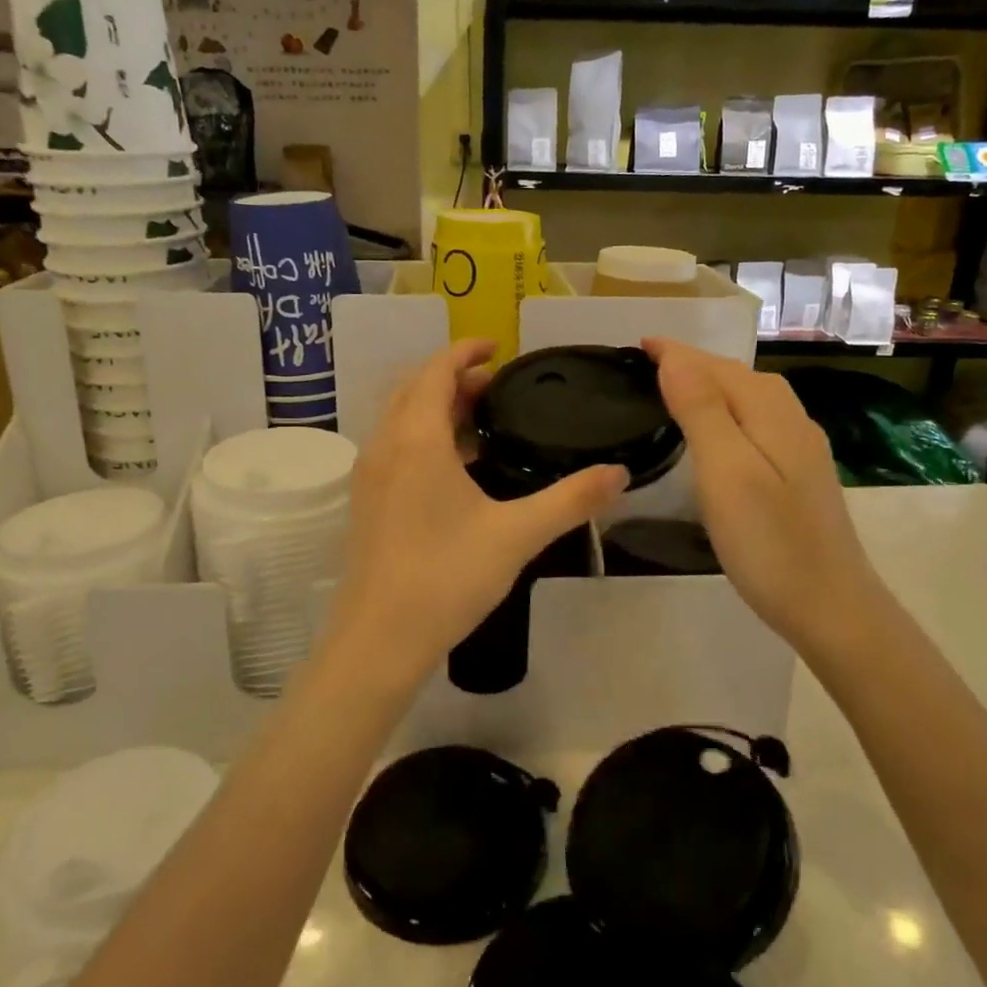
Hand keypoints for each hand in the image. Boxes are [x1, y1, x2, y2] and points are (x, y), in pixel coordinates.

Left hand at [320, 340, 627, 693]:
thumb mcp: (517, 534)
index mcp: (416, 439)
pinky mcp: (366, 501)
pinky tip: (456, 470)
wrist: (379, 639)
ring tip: (481, 423)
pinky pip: (394, 446)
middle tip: (497, 387)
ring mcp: (369, 474)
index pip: (435, 370)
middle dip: (453, 377)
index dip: (465, 351)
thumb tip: (620, 473)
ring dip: (435, 406)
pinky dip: (422, 436)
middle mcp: (385, 446)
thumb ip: (571, 500)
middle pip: (414, 388)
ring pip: (400, 418)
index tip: (498, 347)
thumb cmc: (447, 577)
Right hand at [645, 338, 890, 668]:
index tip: (640, 344)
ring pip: (751, 400)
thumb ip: (702, 411)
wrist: (832, 608)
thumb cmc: (770, 542)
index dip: (678, 353)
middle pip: (738, 377)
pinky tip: (718, 433)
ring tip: (676, 389)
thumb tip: (675, 359)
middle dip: (695, 363)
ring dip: (712, 386)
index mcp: (771, 414)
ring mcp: (800, 451)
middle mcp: (791, 422)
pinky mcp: (799, 478)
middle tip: (649, 364)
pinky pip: (757, 423)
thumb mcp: (726, 472)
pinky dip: (728, 412)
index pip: (717, 367)